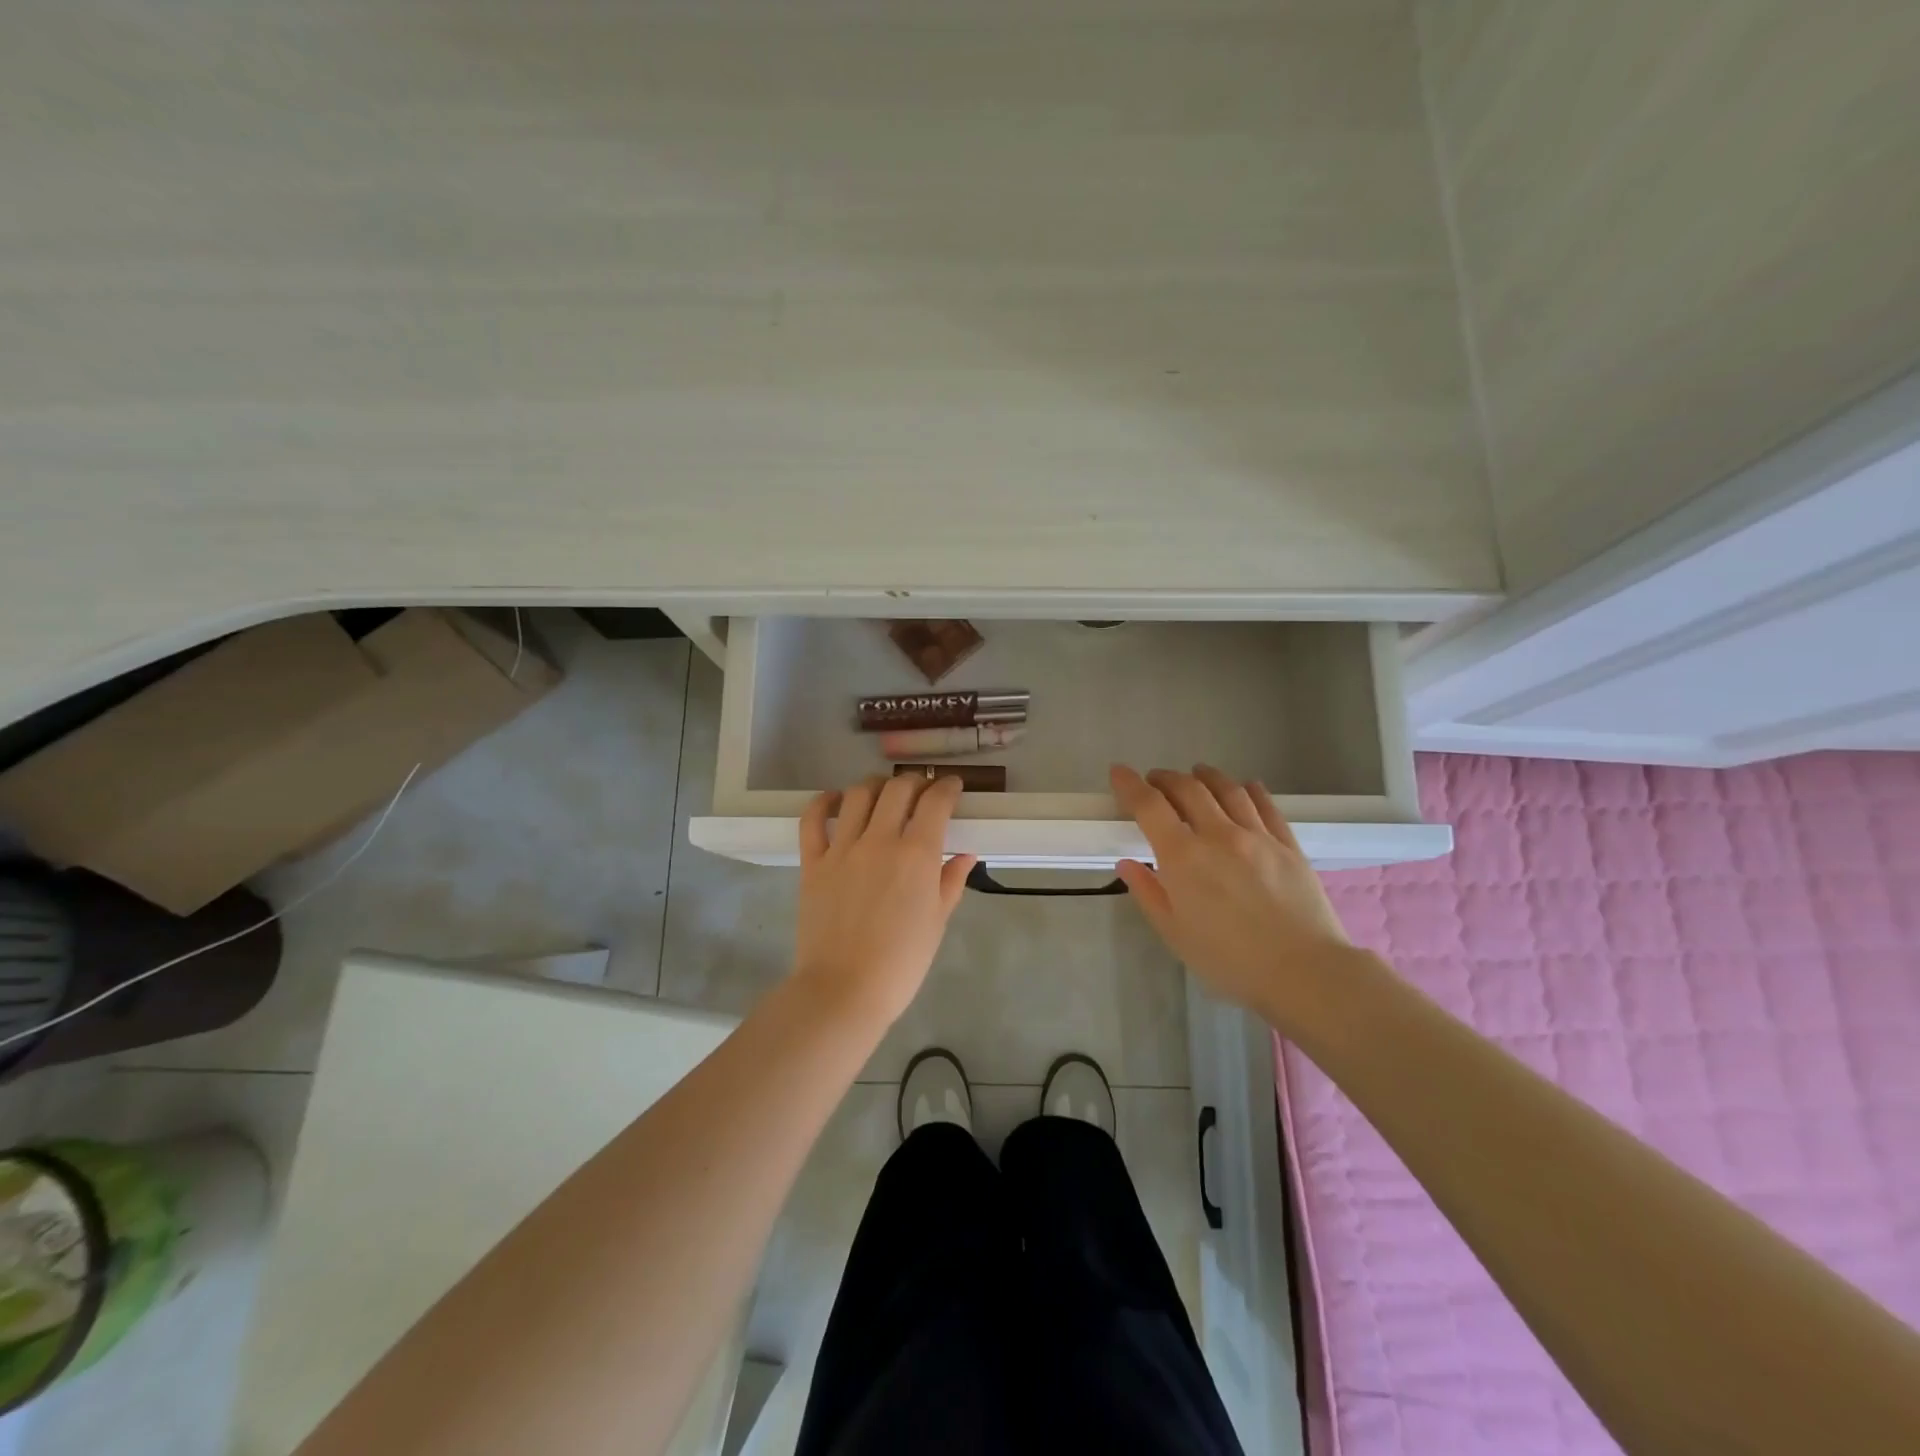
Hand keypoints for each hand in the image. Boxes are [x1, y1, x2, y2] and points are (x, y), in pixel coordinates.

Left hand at [794, 774, 978, 1025]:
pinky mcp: (813, 862)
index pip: (935, 802)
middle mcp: (880, 840)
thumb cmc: (901, 962)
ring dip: (876, 786)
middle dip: (916, 782)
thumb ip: (951, 881)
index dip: (948, 787)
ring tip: (884, 793)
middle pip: (898, 789)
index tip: (952, 787)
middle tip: (922, 791)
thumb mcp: (937, 921)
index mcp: (917, 855)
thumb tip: (965, 855)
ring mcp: (842, 848)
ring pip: (858, 795)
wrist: (844, 990)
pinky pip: (813, 819)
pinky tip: (835, 800)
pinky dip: (824, 802)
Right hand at [1110, 764, 1353, 1025]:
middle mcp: (1218, 835)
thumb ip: (1148, 893)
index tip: (1119, 773)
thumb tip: (1127, 864)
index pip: (1149, 806)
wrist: (1304, 972)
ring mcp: (1257, 836)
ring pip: (1227, 789)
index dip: (1130, 785)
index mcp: (1183, 857)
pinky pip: (1265, 805)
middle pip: (1188, 788)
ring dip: (1205, 776)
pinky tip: (1245, 787)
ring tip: (1196, 773)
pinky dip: (1249, 790)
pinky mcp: (1288, 844)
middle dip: (1165, 778)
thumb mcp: (1175, 934)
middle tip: (1154, 780)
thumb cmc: (1230, 960)